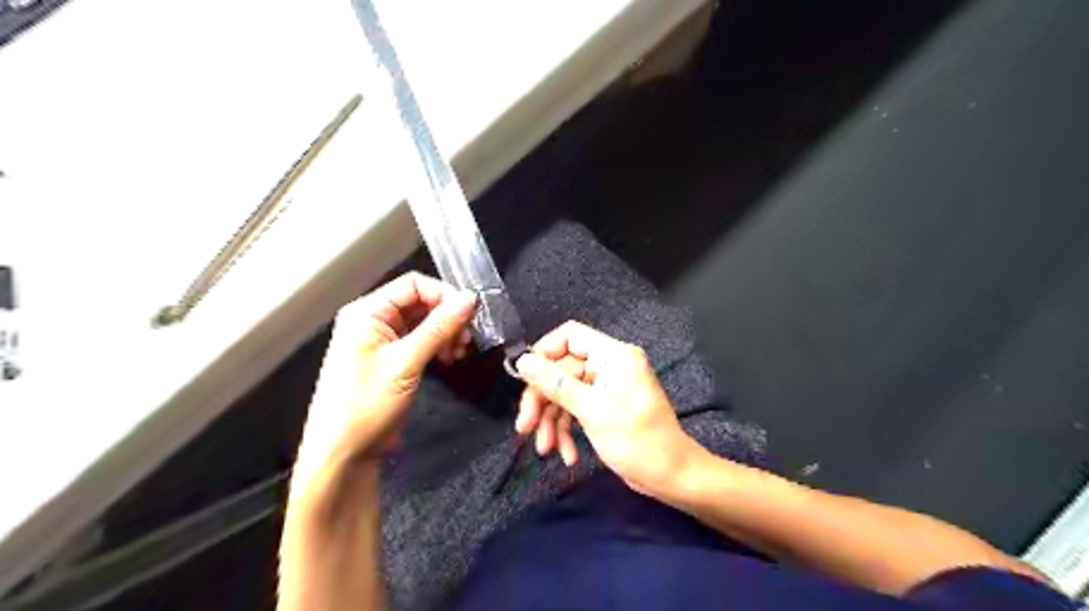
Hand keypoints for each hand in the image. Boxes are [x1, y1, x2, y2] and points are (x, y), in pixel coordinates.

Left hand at [295, 270, 477, 477]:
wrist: (342, 454)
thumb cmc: (367, 405)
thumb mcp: (406, 363)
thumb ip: (439, 328)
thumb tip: (470, 299)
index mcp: (367, 312)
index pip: (413, 285)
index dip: (444, 295)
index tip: (470, 316)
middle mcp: (373, 320)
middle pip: (420, 302)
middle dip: (447, 317)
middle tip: (468, 340)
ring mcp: (381, 340)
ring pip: (423, 323)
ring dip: (445, 333)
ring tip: (460, 353)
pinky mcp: (389, 359)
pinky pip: (419, 341)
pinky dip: (437, 346)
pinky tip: (449, 360)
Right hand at [515, 321, 701, 494]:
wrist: (672, 477)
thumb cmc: (637, 441)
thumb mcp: (592, 411)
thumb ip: (556, 384)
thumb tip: (523, 362)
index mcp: (613, 356)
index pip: (569, 336)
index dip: (543, 352)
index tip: (523, 378)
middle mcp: (608, 365)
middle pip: (561, 370)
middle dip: (542, 400)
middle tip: (525, 427)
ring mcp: (606, 387)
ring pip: (564, 392)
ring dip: (552, 421)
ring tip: (546, 449)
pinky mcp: (604, 406)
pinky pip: (575, 409)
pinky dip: (567, 430)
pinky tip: (567, 455)